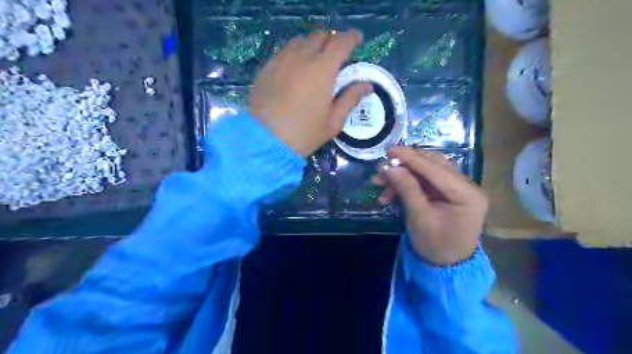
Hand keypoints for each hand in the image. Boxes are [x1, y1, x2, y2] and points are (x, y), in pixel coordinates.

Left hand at [249, 29, 371, 155]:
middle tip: (335, 54)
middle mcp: (302, 58)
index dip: (352, 37)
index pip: (341, 42)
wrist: (267, 141)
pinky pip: (283, 52)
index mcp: (322, 69)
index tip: (357, 40)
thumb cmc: (305, 133)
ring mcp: (281, 61)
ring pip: (300, 41)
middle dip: (331, 40)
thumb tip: (367, 86)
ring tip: (314, 60)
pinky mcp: (266, 68)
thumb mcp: (333, 121)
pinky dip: (294, 54)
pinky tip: (294, 70)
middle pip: (320, 36)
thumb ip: (350, 99)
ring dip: (311, 45)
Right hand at [374, 147, 487, 265]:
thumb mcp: (419, 218)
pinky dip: (407, 184)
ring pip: (426, 172)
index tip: (390, 151)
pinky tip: (390, 192)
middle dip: (404, 167)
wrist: (447, 266)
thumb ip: (407, 189)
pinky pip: (425, 182)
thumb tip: (390, 167)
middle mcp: (466, 186)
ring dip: (403, 175)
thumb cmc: (436, 245)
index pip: (436, 169)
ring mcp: (457, 188)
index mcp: (467, 194)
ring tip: (381, 183)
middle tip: (382, 170)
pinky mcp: (447, 193)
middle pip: (432, 166)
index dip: (411, 158)